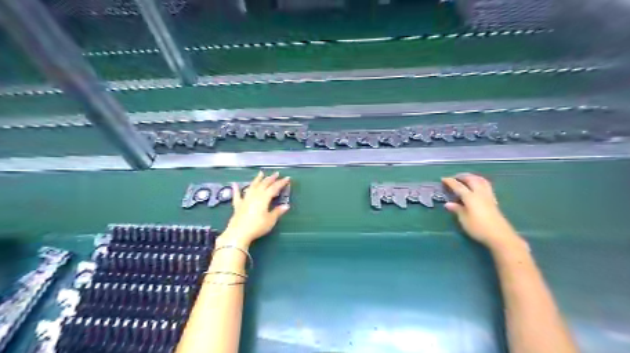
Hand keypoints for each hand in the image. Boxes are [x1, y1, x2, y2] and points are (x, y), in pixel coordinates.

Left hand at [219, 171, 291, 248]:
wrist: (239, 233)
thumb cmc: (257, 226)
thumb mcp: (270, 220)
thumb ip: (277, 212)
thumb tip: (286, 206)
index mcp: (264, 198)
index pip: (274, 188)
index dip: (281, 183)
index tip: (287, 178)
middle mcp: (255, 195)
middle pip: (263, 184)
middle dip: (270, 178)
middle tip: (276, 173)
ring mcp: (245, 199)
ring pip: (252, 186)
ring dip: (257, 180)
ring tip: (261, 173)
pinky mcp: (238, 205)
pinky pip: (237, 195)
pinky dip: (236, 189)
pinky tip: (234, 184)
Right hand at [442, 172, 527, 250]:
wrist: (500, 236)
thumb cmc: (479, 228)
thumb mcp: (464, 220)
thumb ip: (457, 210)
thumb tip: (448, 204)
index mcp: (470, 197)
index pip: (458, 186)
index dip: (450, 182)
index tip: (443, 179)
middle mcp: (480, 194)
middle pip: (471, 179)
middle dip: (462, 176)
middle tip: (455, 177)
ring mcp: (488, 196)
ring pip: (481, 181)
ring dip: (473, 177)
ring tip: (467, 178)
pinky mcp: (494, 201)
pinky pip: (486, 186)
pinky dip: (480, 182)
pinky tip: (478, 187)